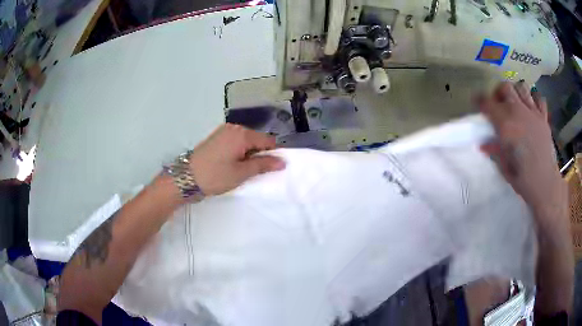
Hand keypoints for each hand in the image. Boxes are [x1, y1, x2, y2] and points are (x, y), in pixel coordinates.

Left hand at [188, 124, 285, 195]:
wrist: (186, 178)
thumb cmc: (216, 176)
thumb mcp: (242, 173)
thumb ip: (263, 165)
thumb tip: (283, 161)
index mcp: (242, 134)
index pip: (268, 140)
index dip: (272, 154)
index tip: (269, 169)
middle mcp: (233, 128)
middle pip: (256, 139)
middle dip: (258, 154)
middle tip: (252, 172)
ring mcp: (223, 131)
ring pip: (245, 141)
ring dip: (248, 154)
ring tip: (240, 170)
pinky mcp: (216, 137)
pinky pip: (234, 142)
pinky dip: (238, 152)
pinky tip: (231, 164)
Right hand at [478, 82, 566, 221]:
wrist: (545, 184)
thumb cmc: (524, 180)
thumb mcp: (505, 167)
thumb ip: (495, 151)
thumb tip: (483, 144)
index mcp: (506, 126)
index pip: (488, 104)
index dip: (480, 101)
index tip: (477, 102)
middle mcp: (519, 113)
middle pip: (505, 88)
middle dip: (498, 93)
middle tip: (498, 104)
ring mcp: (533, 113)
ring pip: (521, 87)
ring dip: (515, 92)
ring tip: (515, 104)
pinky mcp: (544, 118)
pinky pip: (539, 98)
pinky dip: (534, 99)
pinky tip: (531, 108)